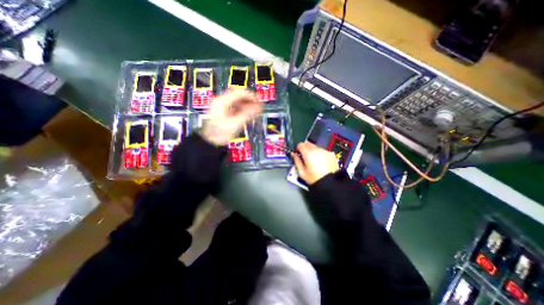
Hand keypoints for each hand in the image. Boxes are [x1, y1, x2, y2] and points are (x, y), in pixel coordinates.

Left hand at [201, 91, 260, 146]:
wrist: (210, 141)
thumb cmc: (219, 133)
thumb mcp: (235, 123)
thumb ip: (247, 114)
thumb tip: (258, 108)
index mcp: (221, 102)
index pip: (238, 93)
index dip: (250, 96)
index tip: (258, 100)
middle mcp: (221, 102)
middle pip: (238, 96)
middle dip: (249, 101)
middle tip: (257, 105)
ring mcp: (221, 107)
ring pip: (237, 102)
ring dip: (246, 105)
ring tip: (254, 110)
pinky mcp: (223, 112)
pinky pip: (235, 107)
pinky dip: (242, 109)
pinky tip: (247, 114)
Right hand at [291, 141, 338, 184]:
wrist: (330, 183)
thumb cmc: (314, 178)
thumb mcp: (302, 172)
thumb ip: (296, 161)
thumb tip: (294, 154)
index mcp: (309, 154)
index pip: (301, 144)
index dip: (298, 148)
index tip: (298, 153)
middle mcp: (317, 150)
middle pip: (308, 143)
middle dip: (305, 148)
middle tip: (305, 157)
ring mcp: (325, 151)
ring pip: (315, 146)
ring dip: (313, 151)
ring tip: (314, 160)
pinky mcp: (331, 154)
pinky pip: (323, 150)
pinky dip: (320, 153)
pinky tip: (321, 162)